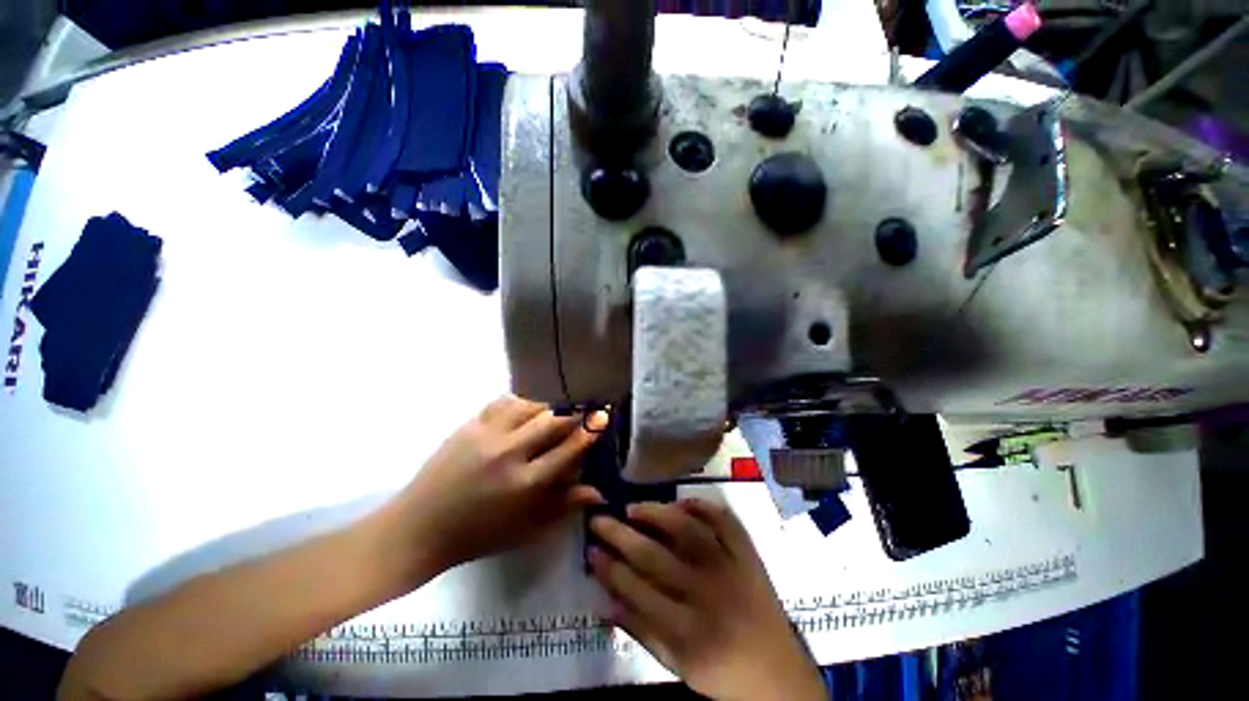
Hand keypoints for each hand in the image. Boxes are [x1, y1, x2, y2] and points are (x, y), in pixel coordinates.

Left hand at [381, 395, 606, 576]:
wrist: (419, 528)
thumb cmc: (479, 535)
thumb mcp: (527, 528)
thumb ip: (564, 505)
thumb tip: (599, 491)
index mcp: (525, 484)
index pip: (568, 449)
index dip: (589, 431)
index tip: (603, 417)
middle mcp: (509, 454)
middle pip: (552, 421)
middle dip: (574, 413)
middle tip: (584, 411)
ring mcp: (486, 435)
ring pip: (530, 406)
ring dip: (547, 408)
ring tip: (552, 415)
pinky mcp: (469, 425)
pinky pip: (504, 402)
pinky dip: (521, 403)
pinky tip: (524, 412)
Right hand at [588, 500, 824, 700]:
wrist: (777, 673)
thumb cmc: (720, 671)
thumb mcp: (676, 665)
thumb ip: (640, 632)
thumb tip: (604, 602)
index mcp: (685, 629)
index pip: (635, 589)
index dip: (608, 568)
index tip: (590, 550)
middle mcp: (705, 593)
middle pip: (653, 556)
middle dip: (619, 535)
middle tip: (598, 519)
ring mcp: (730, 567)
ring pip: (686, 530)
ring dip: (655, 513)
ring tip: (632, 507)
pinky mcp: (748, 554)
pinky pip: (724, 521)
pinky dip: (702, 506)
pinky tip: (681, 502)